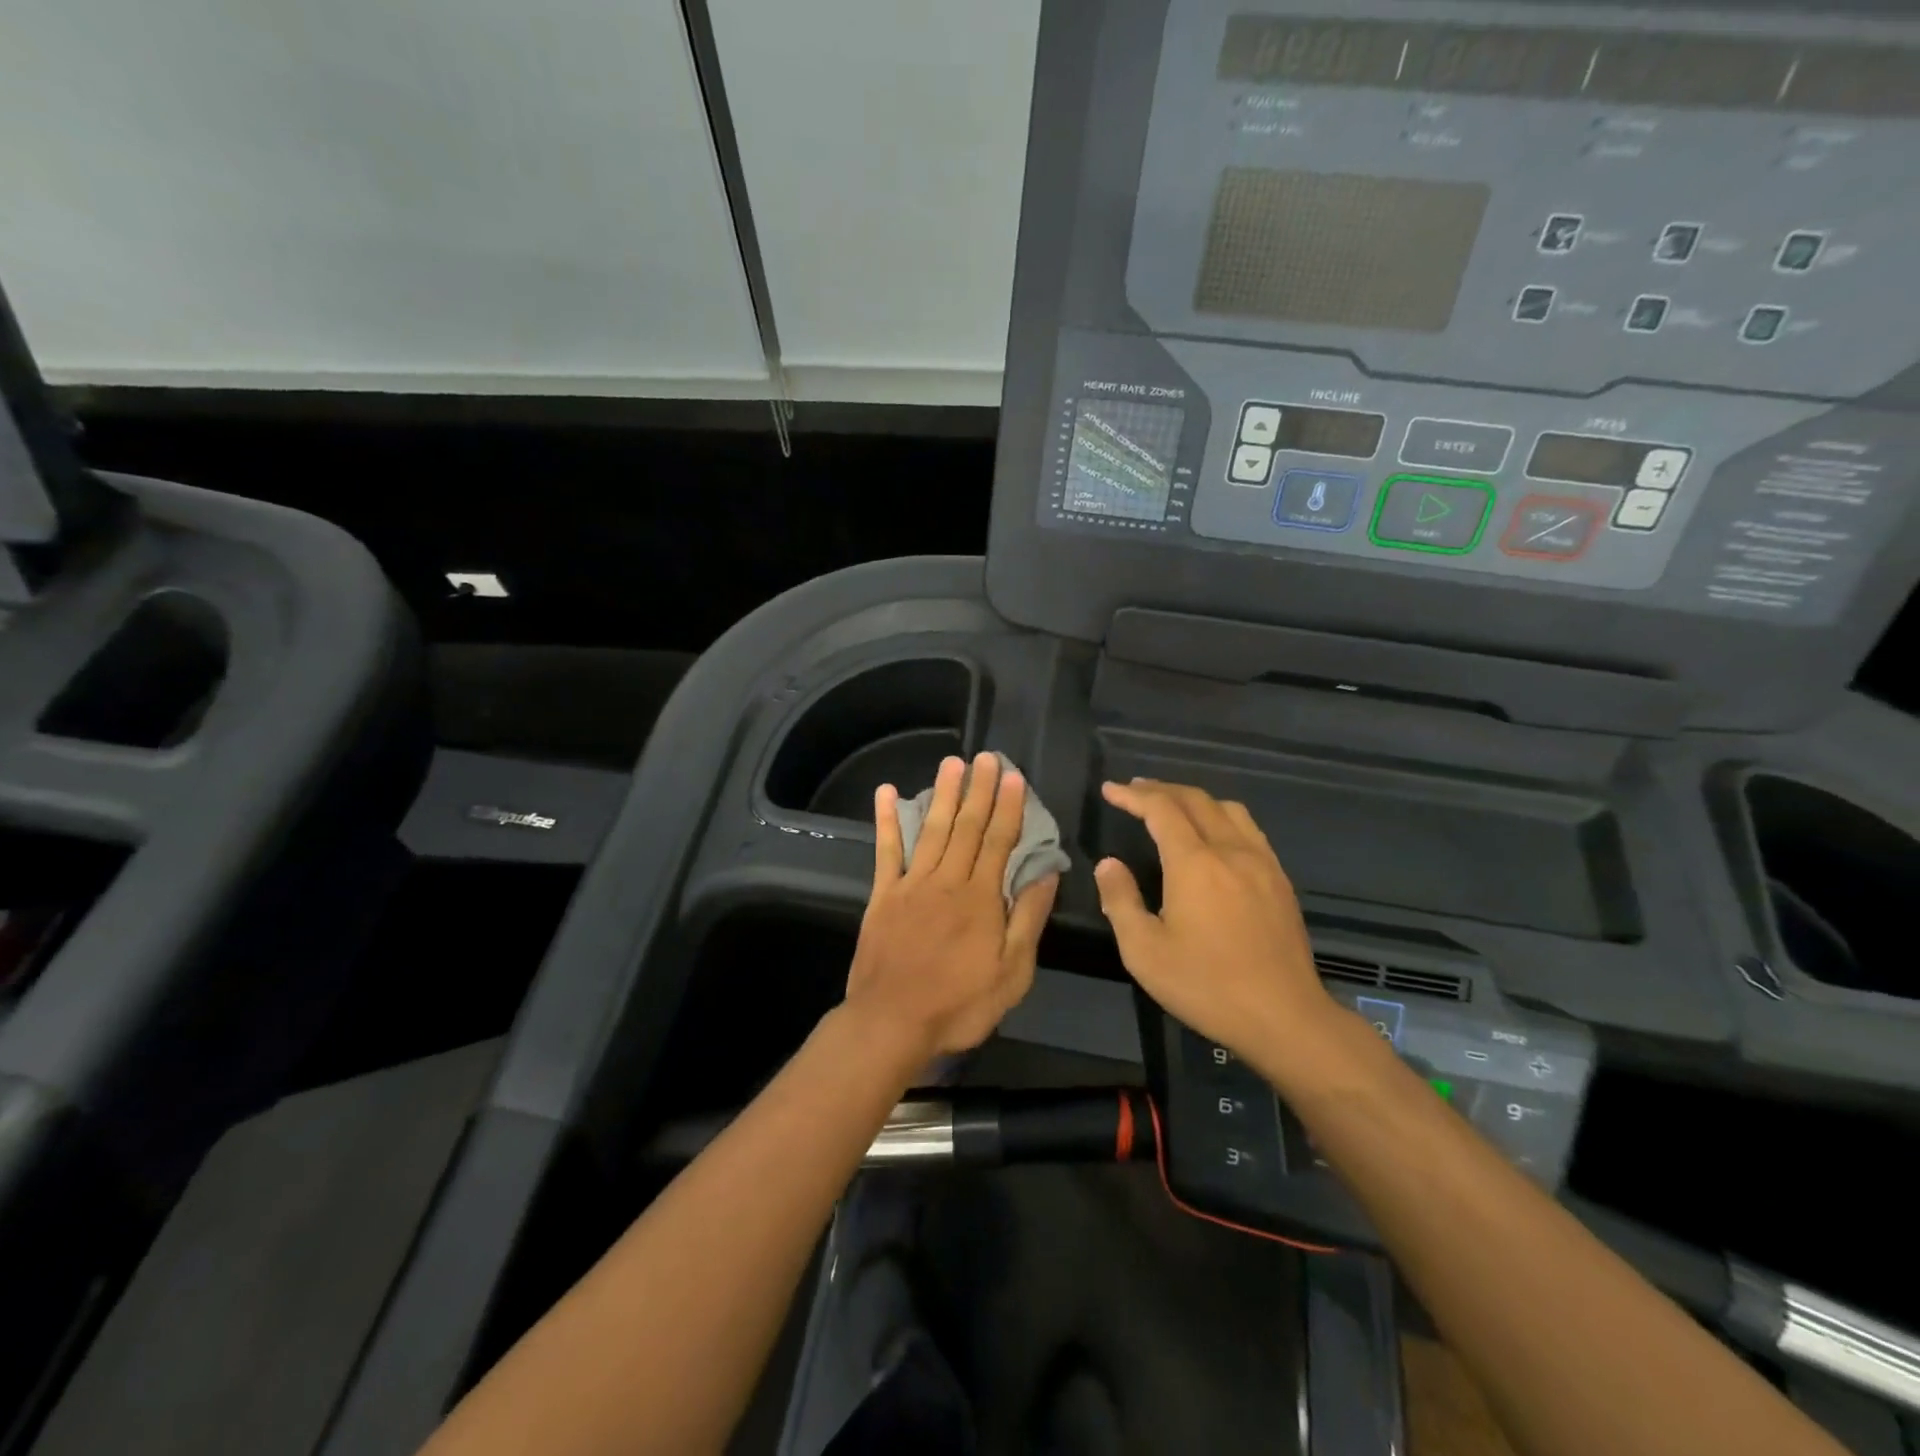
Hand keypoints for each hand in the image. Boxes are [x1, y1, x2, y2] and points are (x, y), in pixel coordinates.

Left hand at [846, 753, 1059, 1065]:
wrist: (892, 1022)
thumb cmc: (960, 1003)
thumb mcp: (1013, 972)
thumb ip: (1028, 918)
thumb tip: (1047, 873)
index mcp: (981, 898)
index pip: (999, 841)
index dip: (1008, 807)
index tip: (1014, 777)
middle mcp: (947, 880)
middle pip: (967, 827)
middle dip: (979, 789)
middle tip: (986, 757)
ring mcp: (912, 884)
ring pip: (932, 829)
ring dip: (944, 794)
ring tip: (952, 763)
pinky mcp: (883, 895)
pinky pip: (886, 850)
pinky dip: (886, 820)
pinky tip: (887, 793)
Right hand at [1094, 779, 1334, 1060]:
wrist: (1284, 1017)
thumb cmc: (1206, 985)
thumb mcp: (1144, 951)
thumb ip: (1121, 900)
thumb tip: (1108, 864)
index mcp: (1195, 863)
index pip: (1161, 810)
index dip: (1133, 796)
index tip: (1110, 790)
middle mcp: (1231, 851)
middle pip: (1196, 800)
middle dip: (1161, 789)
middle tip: (1135, 790)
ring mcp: (1262, 863)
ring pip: (1228, 809)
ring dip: (1195, 799)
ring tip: (1173, 805)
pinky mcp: (1280, 881)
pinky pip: (1249, 830)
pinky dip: (1222, 817)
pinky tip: (1215, 835)